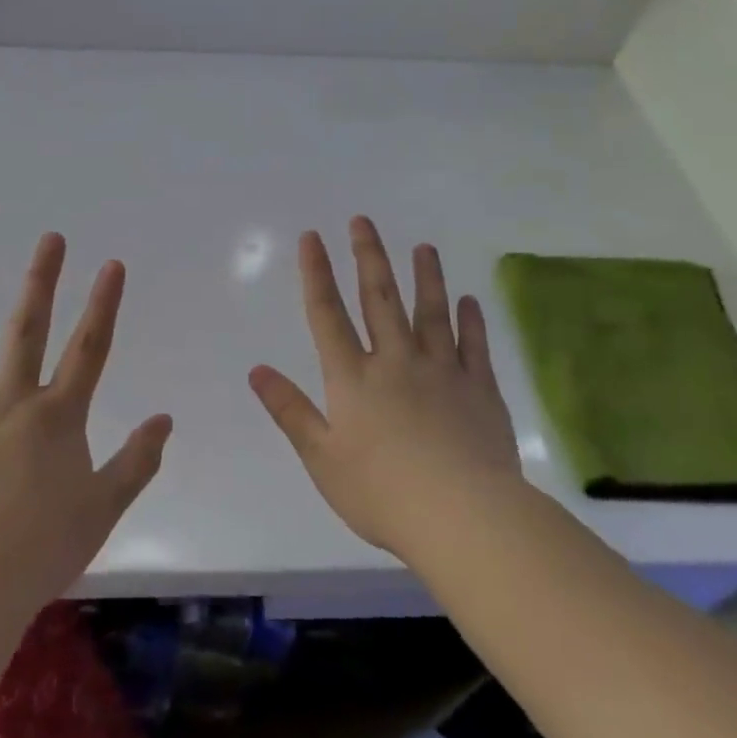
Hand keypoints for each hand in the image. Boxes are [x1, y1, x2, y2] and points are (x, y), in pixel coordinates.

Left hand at [0, 234, 171, 610]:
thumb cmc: (40, 549)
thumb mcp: (102, 510)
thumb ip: (137, 462)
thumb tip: (165, 419)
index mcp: (57, 417)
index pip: (90, 349)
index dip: (104, 304)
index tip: (112, 264)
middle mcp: (10, 402)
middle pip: (28, 330)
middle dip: (42, 281)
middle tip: (50, 238)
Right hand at [249, 218, 519, 559]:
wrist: (463, 517)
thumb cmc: (382, 493)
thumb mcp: (321, 458)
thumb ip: (290, 411)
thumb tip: (256, 370)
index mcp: (353, 379)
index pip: (328, 315)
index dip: (317, 273)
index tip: (312, 237)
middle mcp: (396, 362)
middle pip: (379, 299)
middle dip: (368, 256)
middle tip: (363, 220)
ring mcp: (442, 372)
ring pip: (431, 312)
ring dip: (426, 277)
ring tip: (424, 247)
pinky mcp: (480, 390)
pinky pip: (474, 345)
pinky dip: (471, 320)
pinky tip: (470, 300)